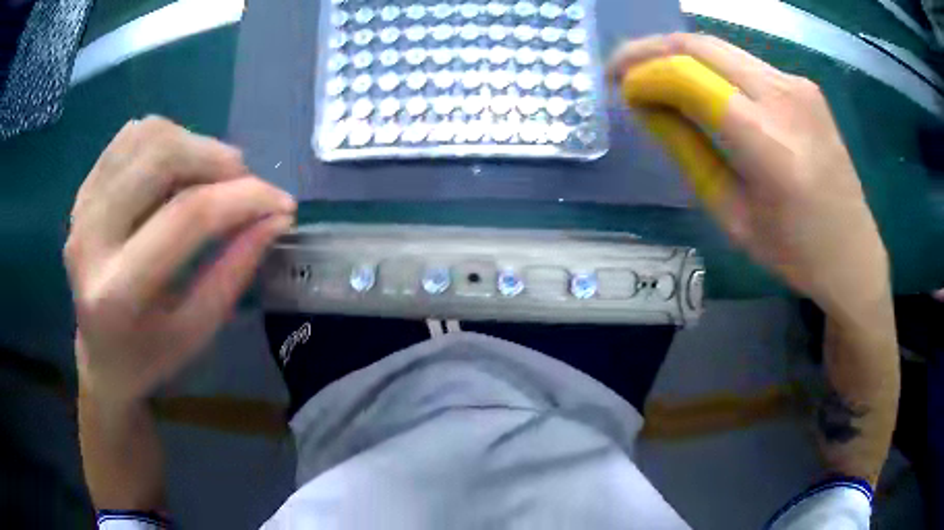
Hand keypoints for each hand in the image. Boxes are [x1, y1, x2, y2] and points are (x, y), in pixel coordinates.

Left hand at [65, 116, 295, 404]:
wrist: (100, 356)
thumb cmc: (150, 356)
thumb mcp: (198, 332)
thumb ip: (235, 271)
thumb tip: (276, 216)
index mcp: (118, 292)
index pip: (187, 216)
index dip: (244, 199)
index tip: (282, 203)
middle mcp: (90, 238)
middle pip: (162, 157)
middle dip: (217, 159)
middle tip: (243, 183)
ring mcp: (82, 207)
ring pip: (147, 135)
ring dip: (192, 143)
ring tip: (211, 176)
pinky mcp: (83, 191)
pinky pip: (130, 137)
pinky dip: (166, 139)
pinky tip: (178, 169)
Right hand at [608, 34, 889, 320]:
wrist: (853, 254)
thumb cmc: (795, 252)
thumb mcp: (732, 215)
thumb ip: (688, 151)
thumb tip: (647, 106)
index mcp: (769, 144)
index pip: (689, 77)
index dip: (644, 74)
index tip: (618, 89)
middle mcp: (785, 98)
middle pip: (700, 46)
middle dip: (650, 50)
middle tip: (621, 70)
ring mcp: (798, 86)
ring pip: (720, 47)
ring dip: (678, 55)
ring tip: (651, 76)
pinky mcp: (804, 86)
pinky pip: (744, 62)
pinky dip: (710, 66)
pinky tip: (698, 86)